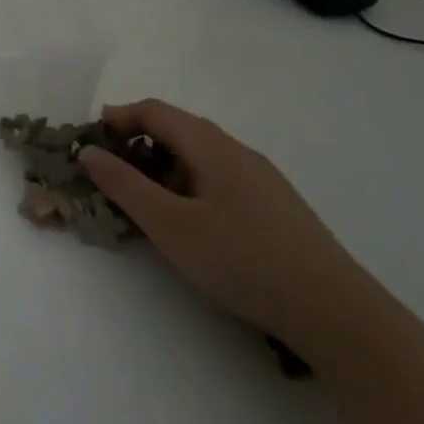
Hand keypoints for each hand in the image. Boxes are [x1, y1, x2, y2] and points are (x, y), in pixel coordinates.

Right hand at [79, 99, 393, 358]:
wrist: (336, 312)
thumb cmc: (242, 259)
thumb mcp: (169, 224)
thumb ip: (123, 185)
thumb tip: (87, 151)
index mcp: (212, 147)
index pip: (155, 111)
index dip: (117, 118)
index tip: (87, 142)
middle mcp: (238, 152)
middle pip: (178, 128)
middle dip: (136, 141)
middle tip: (106, 172)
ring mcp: (262, 179)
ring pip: (199, 155)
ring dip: (161, 164)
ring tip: (141, 199)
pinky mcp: (274, 206)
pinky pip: (218, 177)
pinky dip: (186, 183)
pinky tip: (187, 220)